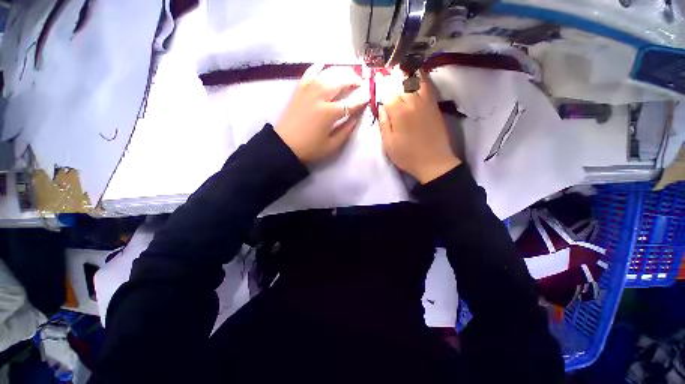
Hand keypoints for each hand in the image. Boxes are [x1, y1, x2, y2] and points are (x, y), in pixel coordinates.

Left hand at [275, 64, 369, 163]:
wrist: (284, 146)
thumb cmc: (310, 149)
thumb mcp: (332, 145)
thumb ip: (346, 131)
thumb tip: (356, 118)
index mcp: (329, 113)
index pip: (350, 104)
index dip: (361, 101)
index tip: (368, 98)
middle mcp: (320, 97)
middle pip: (340, 82)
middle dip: (353, 80)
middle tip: (360, 83)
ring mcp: (308, 91)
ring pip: (327, 74)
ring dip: (340, 72)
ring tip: (348, 74)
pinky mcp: (299, 90)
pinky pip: (309, 73)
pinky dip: (317, 67)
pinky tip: (323, 64)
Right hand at [378, 70, 459, 183]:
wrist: (434, 162)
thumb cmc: (407, 156)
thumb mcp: (389, 144)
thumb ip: (383, 123)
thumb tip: (382, 107)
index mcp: (400, 113)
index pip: (388, 95)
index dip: (382, 93)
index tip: (378, 92)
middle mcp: (414, 102)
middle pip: (401, 84)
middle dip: (392, 80)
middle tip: (387, 78)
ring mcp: (427, 102)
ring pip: (416, 80)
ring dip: (407, 75)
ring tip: (400, 70)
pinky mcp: (435, 106)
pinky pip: (428, 86)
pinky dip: (421, 78)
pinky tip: (416, 77)